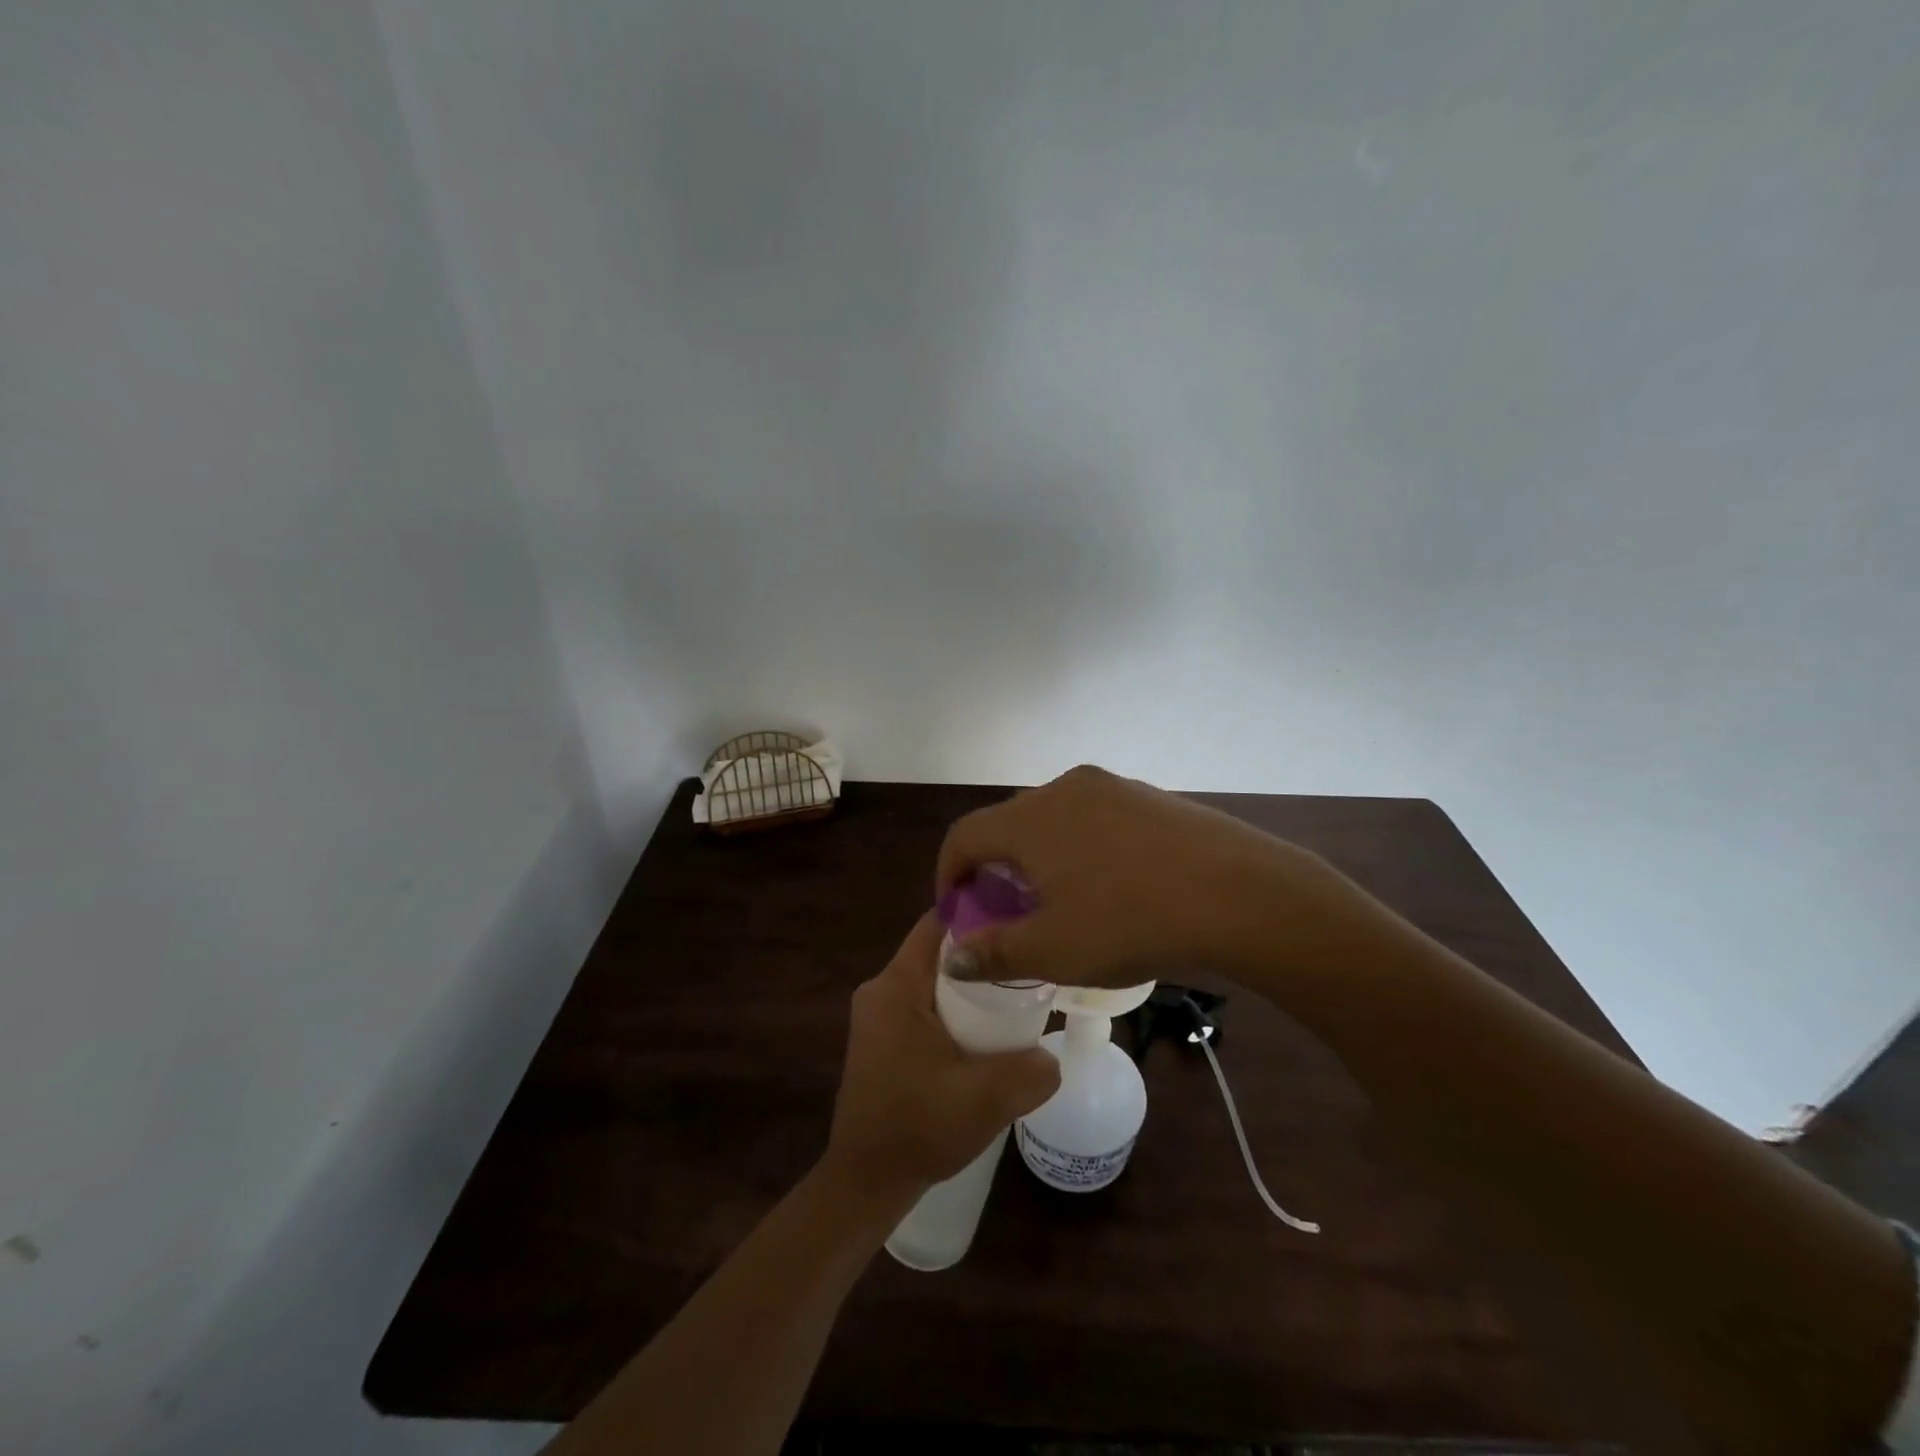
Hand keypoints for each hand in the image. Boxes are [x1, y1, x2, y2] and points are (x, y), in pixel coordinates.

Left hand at [823, 912, 1061, 1202]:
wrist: (866, 1182)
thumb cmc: (918, 1128)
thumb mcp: (985, 1099)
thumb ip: (1031, 1071)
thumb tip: (1052, 1056)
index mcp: (897, 986)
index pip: (938, 924)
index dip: (979, 914)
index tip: (1020, 919)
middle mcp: (882, 990)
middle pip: (939, 951)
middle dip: (982, 955)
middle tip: (1027, 964)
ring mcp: (880, 1016)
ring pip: (935, 980)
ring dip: (971, 987)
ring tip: (1017, 997)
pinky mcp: (884, 1039)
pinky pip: (926, 1005)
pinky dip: (956, 1010)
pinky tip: (987, 1033)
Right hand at [935, 764, 1334, 989]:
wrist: (1241, 893)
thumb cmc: (1133, 922)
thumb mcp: (1055, 950)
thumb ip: (994, 952)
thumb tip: (954, 956)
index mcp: (1031, 818)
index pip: (965, 837)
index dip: (949, 876)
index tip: (959, 913)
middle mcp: (1064, 788)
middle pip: (1008, 825)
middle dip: (996, 870)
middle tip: (1008, 916)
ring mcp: (1112, 787)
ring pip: (1053, 821)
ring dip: (1040, 859)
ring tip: (1060, 904)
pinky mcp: (1149, 796)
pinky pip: (1095, 819)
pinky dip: (1080, 849)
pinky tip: (1111, 887)